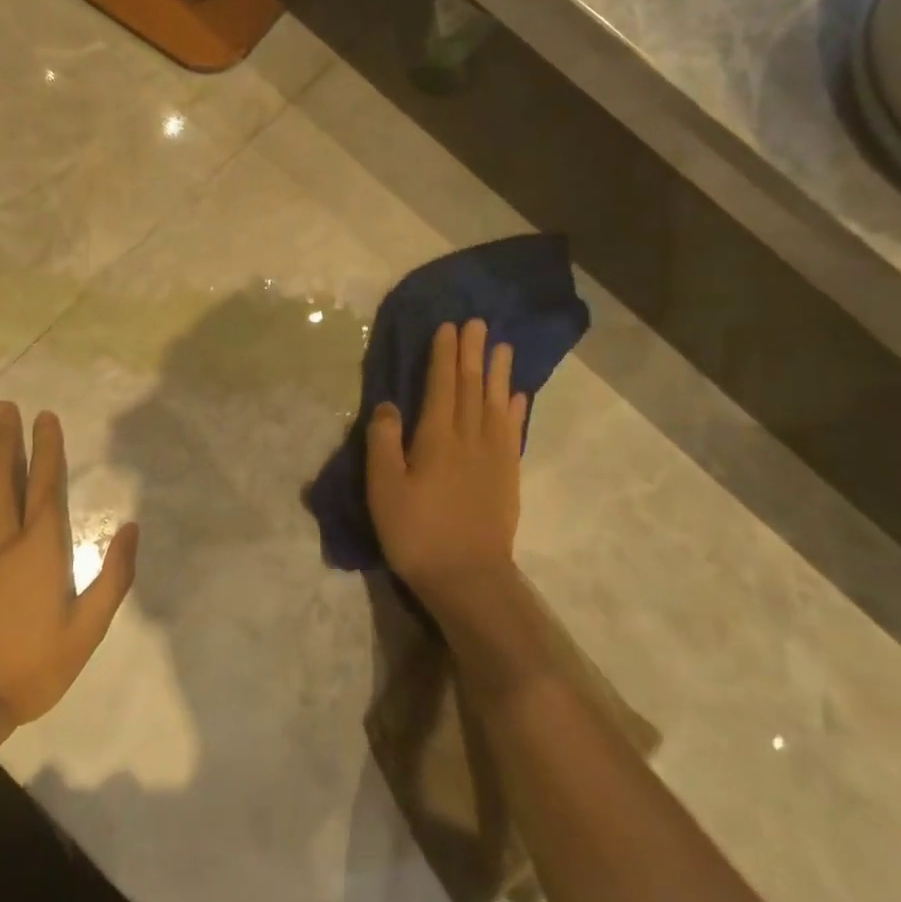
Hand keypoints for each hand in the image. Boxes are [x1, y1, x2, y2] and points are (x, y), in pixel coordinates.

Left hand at [0, 403, 138, 739]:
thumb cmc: (34, 667)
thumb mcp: (89, 628)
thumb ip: (114, 576)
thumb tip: (132, 526)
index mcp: (41, 547)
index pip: (46, 483)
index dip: (48, 447)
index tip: (45, 416)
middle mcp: (1, 536)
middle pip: (4, 474)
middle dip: (6, 437)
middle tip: (5, 406)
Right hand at [367, 320, 526, 609]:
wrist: (468, 578)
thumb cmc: (417, 533)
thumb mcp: (384, 489)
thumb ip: (384, 442)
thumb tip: (388, 404)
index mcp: (437, 438)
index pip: (442, 385)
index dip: (445, 355)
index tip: (449, 327)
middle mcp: (469, 438)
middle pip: (471, 387)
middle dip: (473, 353)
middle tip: (478, 323)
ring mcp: (493, 457)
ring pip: (496, 404)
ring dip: (498, 373)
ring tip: (503, 346)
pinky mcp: (507, 476)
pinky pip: (512, 432)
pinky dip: (515, 410)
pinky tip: (516, 396)